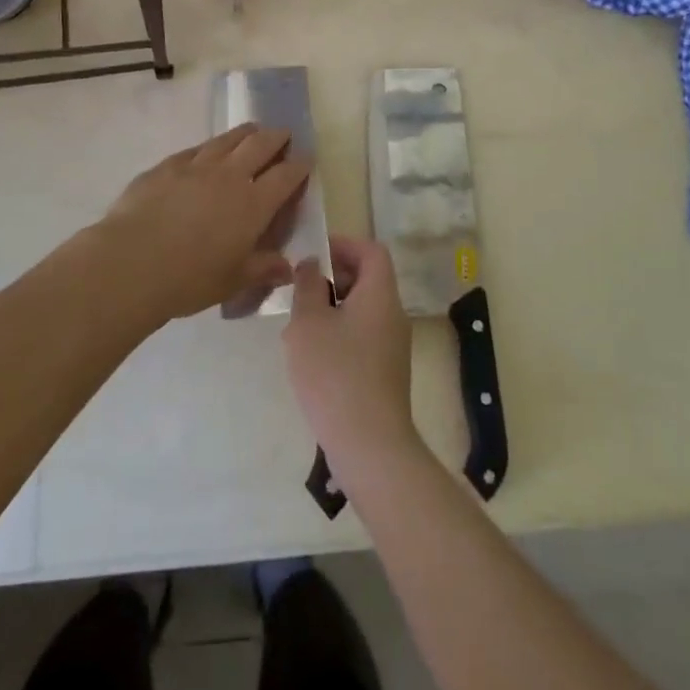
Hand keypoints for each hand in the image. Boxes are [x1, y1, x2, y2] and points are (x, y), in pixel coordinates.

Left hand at [93, 124, 310, 324]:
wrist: (130, 263)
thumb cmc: (189, 279)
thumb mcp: (233, 281)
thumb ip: (263, 269)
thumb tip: (287, 268)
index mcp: (253, 204)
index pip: (286, 175)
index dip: (300, 165)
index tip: (307, 159)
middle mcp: (229, 176)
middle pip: (260, 145)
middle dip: (277, 137)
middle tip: (284, 135)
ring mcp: (196, 166)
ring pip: (227, 140)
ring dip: (245, 133)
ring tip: (252, 130)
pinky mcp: (166, 166)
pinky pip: (195, 149)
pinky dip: (209, 147)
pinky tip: (207, 151)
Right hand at [284, 235, 418, 475]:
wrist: (369, 445)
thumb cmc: (335, 373)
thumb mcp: (309, 322)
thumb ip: (308, 285)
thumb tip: (312, 265)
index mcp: (380, 295)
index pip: (371, 251)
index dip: (343, 245)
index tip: (312, 256)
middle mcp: (392, 315)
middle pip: (365, 279)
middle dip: (330, 279)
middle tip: (298, 293)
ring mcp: (391, 346)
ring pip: (359, 311)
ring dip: (328, 310)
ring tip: (296, 329)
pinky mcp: (384, 372)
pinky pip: (360, 337)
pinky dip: (336, 335)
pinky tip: (310, 359)